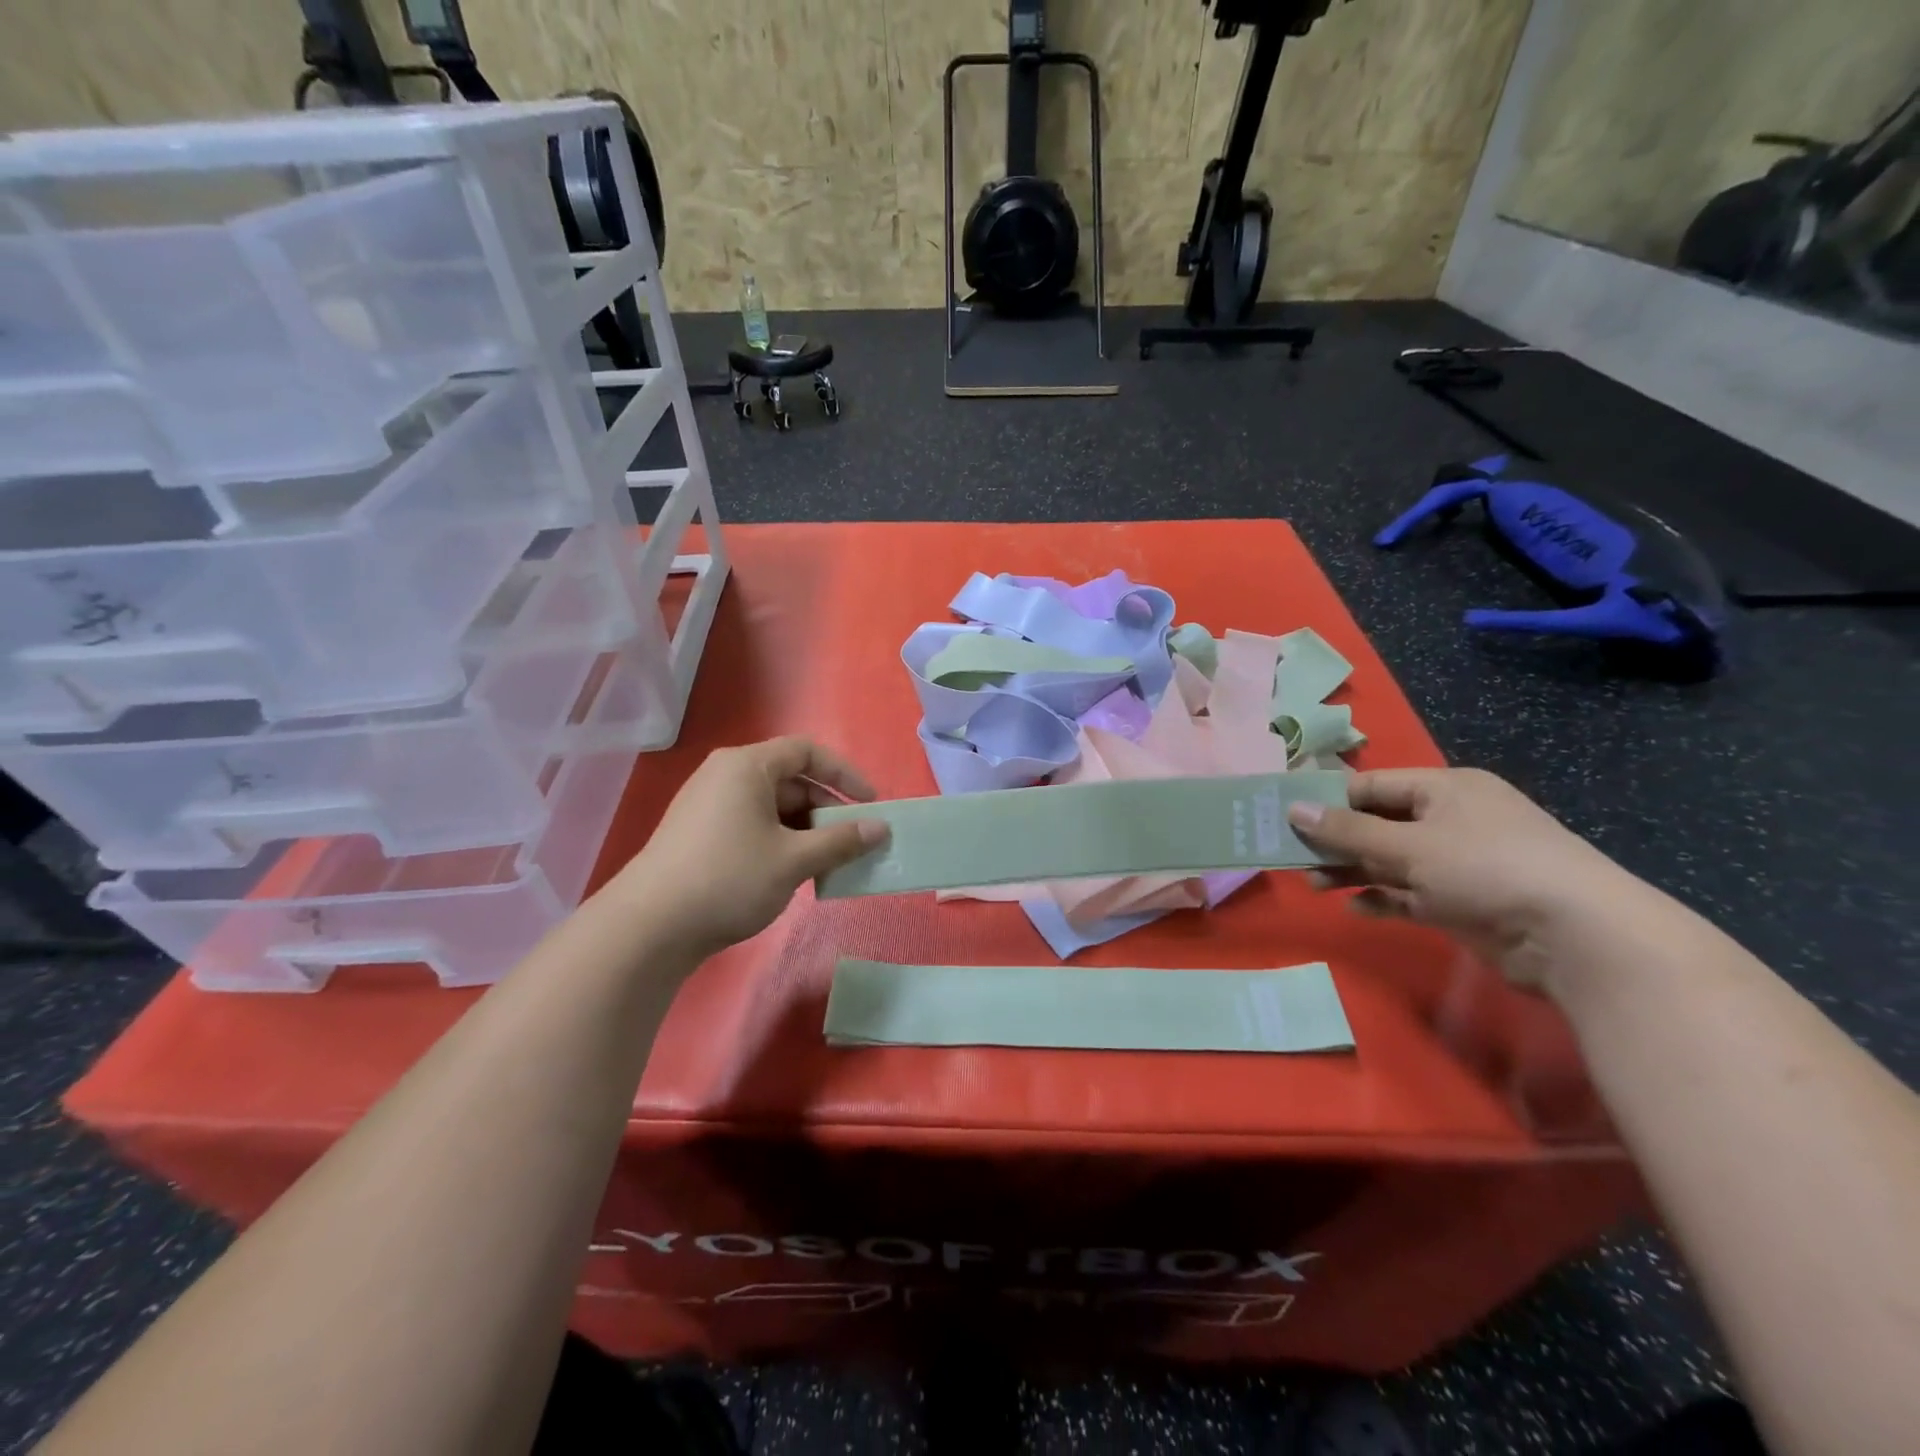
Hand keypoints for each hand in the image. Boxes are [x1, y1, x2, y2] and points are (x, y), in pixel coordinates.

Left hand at [606, 738, 887, 958]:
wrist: (649, 927)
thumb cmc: (729, 879)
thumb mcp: (794, 860)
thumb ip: (841, 841)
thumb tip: (882, 828)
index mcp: (747, 766)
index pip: (807, 751)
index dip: (844, 774)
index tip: (871, 803)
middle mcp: (725, 775)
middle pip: (790, 779)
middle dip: (826, 809)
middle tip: (852, 841)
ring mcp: (708, 804)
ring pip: (772, 806)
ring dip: (805, 830)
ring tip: (826, 863)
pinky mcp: (699, 833)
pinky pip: (752, 823)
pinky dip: (780, 840)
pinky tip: (792, 872)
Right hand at [1288, 767, 1642, 988]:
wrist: (1576, 936)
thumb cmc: (1486, 868)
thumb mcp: (1408, 845)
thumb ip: (1347, 831)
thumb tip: (1293, 810)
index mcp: (1444, 789)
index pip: (1372, 786)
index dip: (1328, 800)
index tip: (1287, 817)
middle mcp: (1451, 819)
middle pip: (1378, 824)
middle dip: (1336, 841)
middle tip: (1293, 856)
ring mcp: (1460, 862)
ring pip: (1390, 861)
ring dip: (1353, 871)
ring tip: (1315, 886)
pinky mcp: (1464, 902)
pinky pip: (1410, 894)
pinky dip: (1382, 898)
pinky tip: (1355, 908)